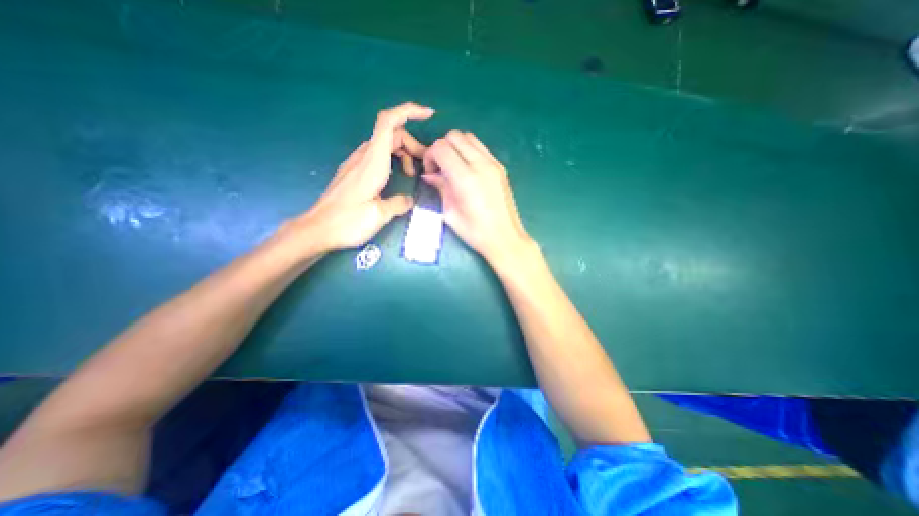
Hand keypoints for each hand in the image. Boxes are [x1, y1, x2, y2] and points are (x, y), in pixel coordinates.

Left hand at [275, 100, 434, 256]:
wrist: (318, 229)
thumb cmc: (348, 221)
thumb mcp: (379, 214)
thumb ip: (399, 203)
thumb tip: (409, 200)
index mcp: (373, 162)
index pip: (388, 122)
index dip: (408, 111)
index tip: (428, 115)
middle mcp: (364, 156)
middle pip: (392, 134)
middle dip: (412, 144)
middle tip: (425, 164)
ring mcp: (357, 163)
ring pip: (385, 145)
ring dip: (403, 153)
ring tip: (412, 174)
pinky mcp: (355, 172)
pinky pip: (378, 156)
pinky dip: (393, 160)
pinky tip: (397, 178)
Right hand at [418, 130, 534, 269]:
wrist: (505, 238)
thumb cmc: (475, 232)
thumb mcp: (450, 213)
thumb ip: (440, 188)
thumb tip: (430, 175)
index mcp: (465, 178)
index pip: (441, 148)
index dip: (430, 156)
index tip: (431, 173)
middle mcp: (480, 164)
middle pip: (454, 136)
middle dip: (441, 148)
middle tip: (440, 169)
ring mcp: (493, 164)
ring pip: (469, 137)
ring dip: (456, 147)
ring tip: (453, 168)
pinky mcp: (500, 167)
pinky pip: (481, 148)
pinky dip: (469, 151)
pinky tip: (467, 170)